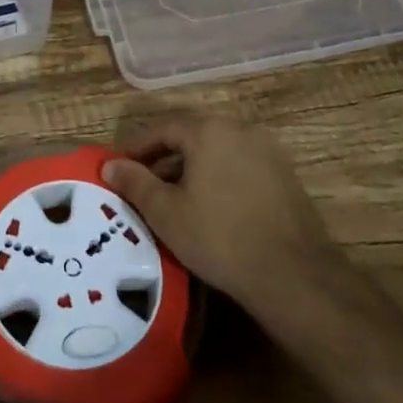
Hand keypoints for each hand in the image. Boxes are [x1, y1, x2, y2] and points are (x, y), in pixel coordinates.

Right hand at [103, 117, 343, 317]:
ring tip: (175, 200)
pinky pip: (241, 167)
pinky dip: (220, 179)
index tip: (121, 169)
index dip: (138, 148)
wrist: (292, 273)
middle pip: (193, 137)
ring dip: (193, 170)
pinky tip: (212, 208)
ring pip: (218, 152)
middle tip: (145, 186)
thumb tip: (110, 164)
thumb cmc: (219, 237)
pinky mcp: (286, 176)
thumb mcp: (166, 212)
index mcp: (209, 130)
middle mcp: (240, 130)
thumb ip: (135, 183)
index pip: (164, 129)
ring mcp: (268, 151)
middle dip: (165, 159)